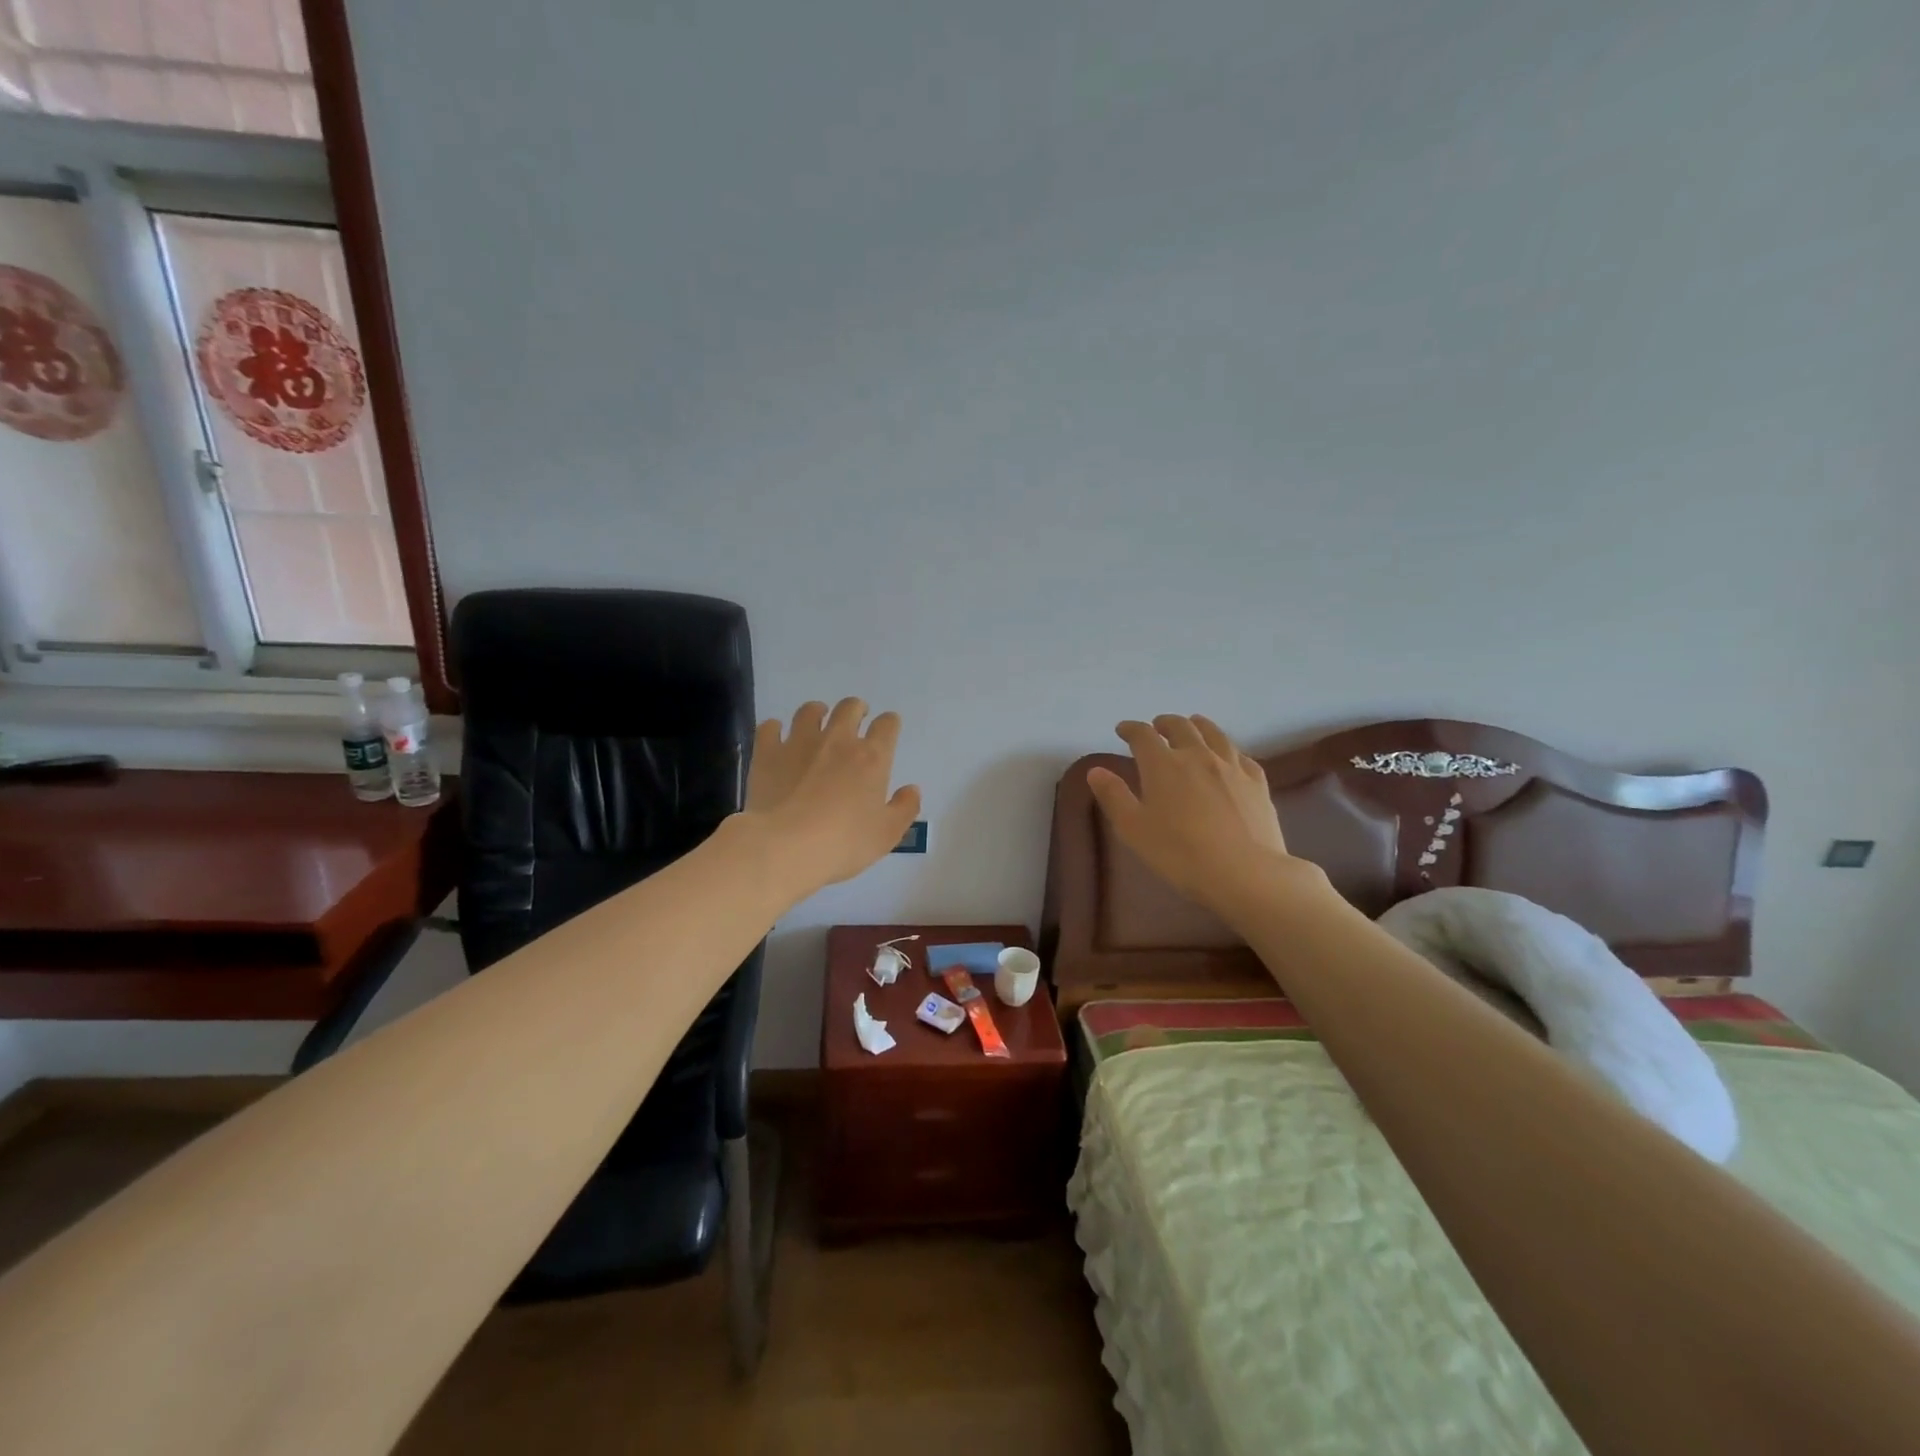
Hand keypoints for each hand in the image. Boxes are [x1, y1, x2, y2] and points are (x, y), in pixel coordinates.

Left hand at [742, 699, 920, 900]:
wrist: (786, 847)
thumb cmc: (844, 843)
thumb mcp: (887, 834)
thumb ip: (904, 808)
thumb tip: (912, 789)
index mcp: (872, 758)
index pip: (887, 725)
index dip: (890, 723)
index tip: (888, 729)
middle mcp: (838, 740)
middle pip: (850, 708)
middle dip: (857, 709)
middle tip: (856, 719)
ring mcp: (799, 743)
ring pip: (809, 711)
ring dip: (818, 711)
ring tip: (818, 719)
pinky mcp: (768, 753)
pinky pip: (770, 727)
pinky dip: (775, 728)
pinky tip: (777, 736)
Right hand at [1087, 715, 1310, 922]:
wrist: (1244, 872)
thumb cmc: (1179, 853)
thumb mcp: (1133, 829)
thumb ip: (1113, 797)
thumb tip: (1096, 771)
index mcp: (1163, 764)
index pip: (1143, 735)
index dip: (1130, 729)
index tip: (1122, 730)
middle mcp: (1198, 755)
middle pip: (1180, 727)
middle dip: (1164, 723)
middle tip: (1157, 727)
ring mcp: (1231, 766)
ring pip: (1214, 733)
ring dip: (1198, 726)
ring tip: (1192, 727)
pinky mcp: (1257, 782)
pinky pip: (1240, 755)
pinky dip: (1227, 749)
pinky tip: (1228, 757)